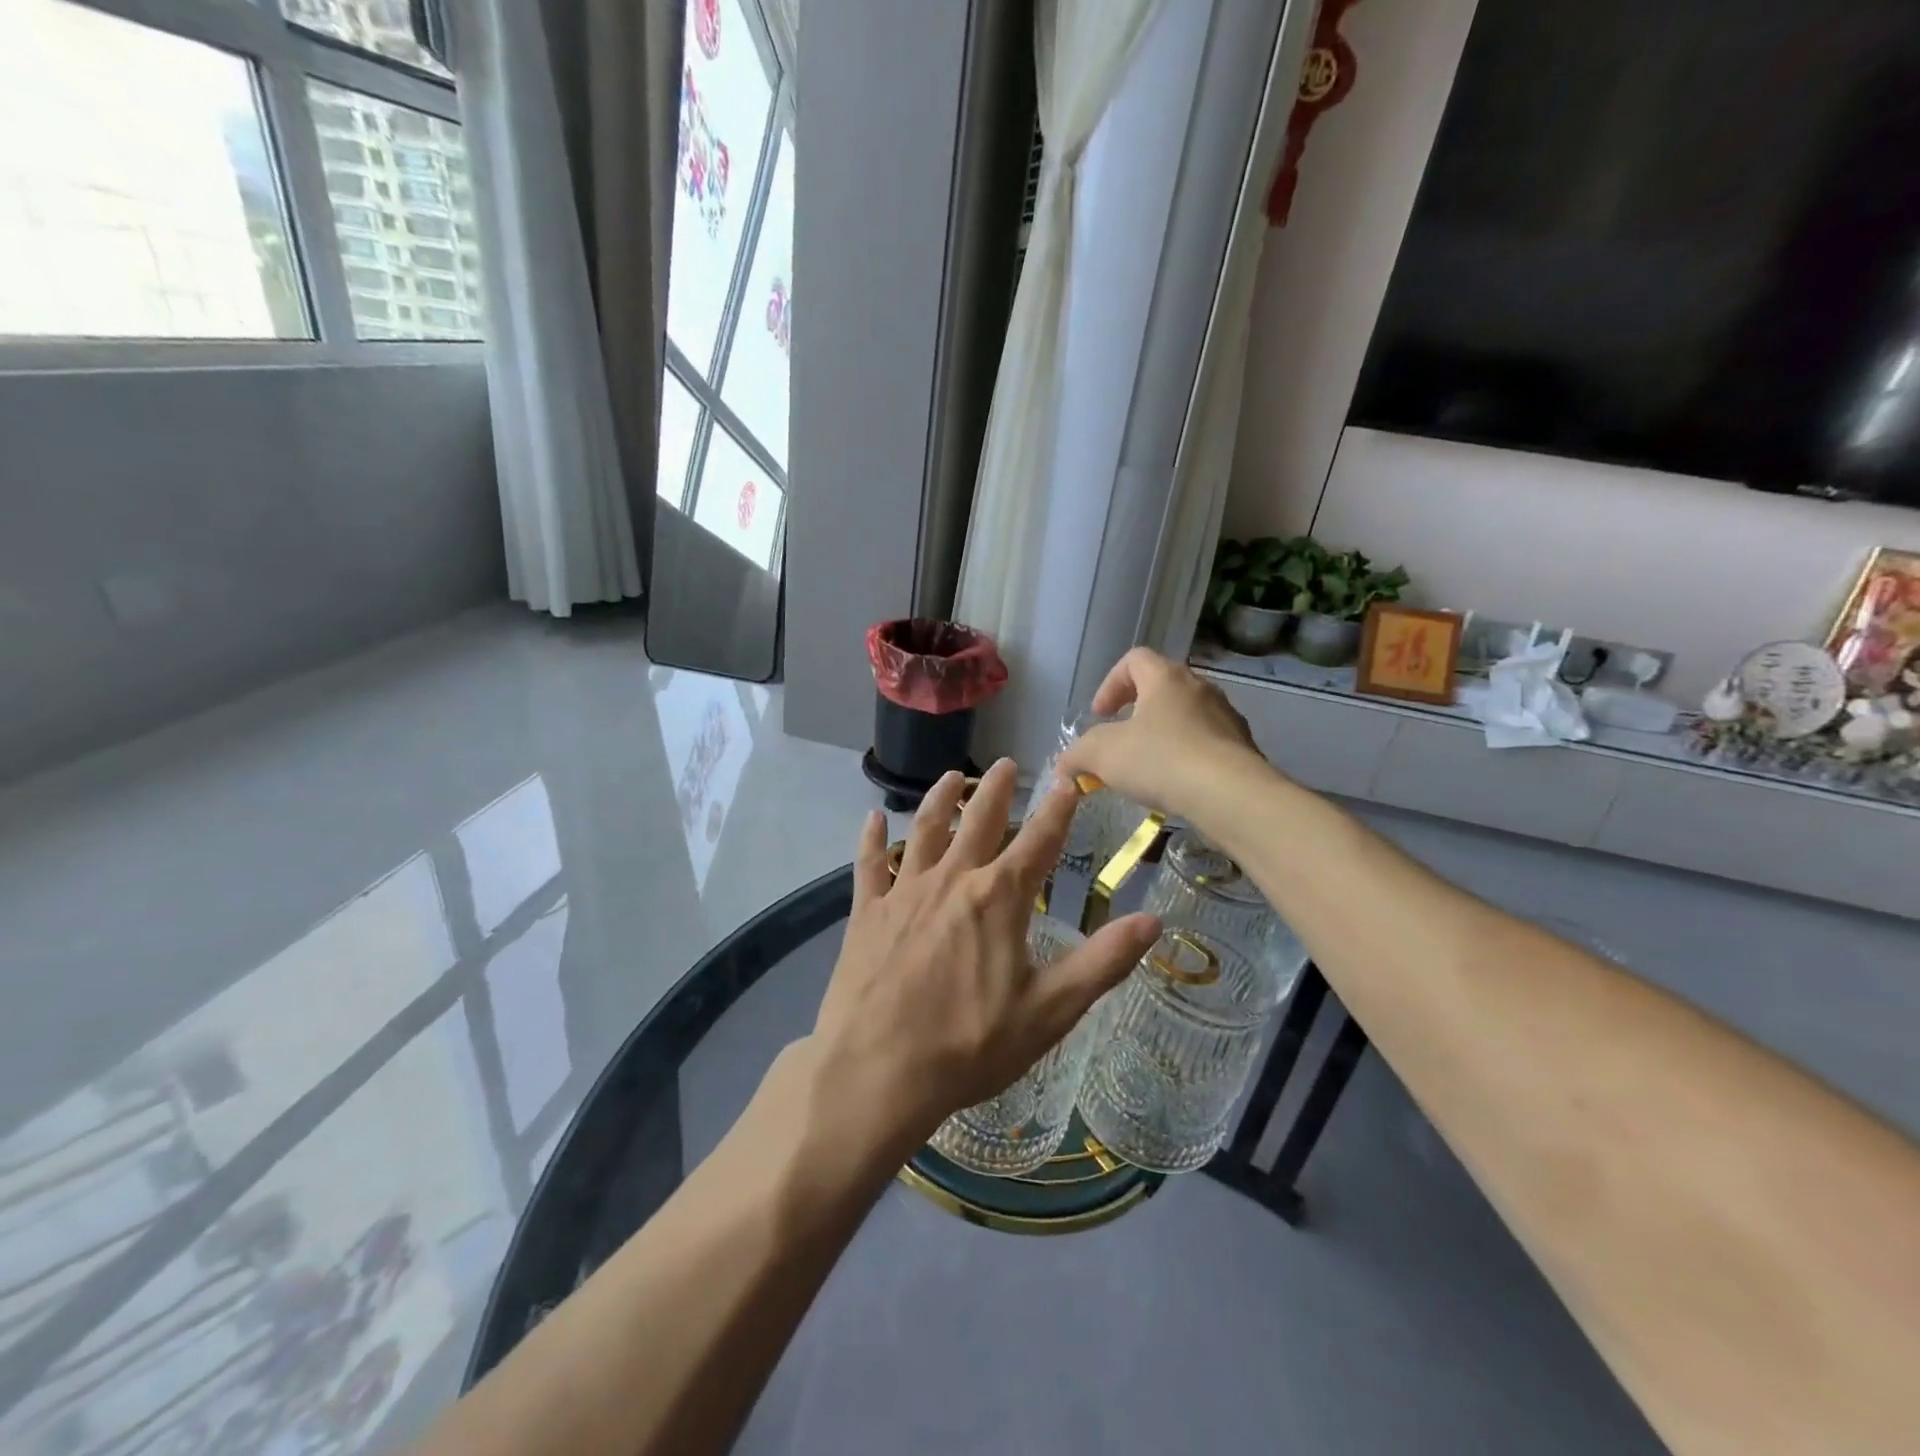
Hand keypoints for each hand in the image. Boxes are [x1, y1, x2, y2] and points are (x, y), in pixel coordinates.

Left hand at [811, 760, 1160, 1153]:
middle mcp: (952, 880)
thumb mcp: (1050, 1011)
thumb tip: (1152, 921)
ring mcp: (904, 892)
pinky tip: (872, 817)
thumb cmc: (970, 1045)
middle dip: (996, 790)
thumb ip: (1102, 962)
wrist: (877, 1072)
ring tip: (951, 777)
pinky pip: (869, 864)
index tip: (1068, 780)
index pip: (1039, 841)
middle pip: (979, 821)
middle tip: (1007, 763)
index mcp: (999, 898)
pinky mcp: (866, 912)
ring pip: (926, 830)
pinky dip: (871, 838)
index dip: (1058, 809)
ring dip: (941, 800)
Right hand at [1058, 648, 1271, 823]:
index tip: (1100, 714)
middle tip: (1119, 741)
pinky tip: (1175, 786)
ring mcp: (1226, 717)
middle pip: (1162, 687)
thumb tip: (1064, 766)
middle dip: (1135, 712)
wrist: (1231, 795)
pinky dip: (1186, 758)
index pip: (1134, 659)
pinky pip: (1206, 744)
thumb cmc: (1161, 760)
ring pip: (1185, 717)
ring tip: (1146, 769)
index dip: (1111, 683)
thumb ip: (1077, 755)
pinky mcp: (1242, 748)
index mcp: (1166, 678)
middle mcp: (1200, 688)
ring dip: (1161, 736)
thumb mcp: (1102, 755)